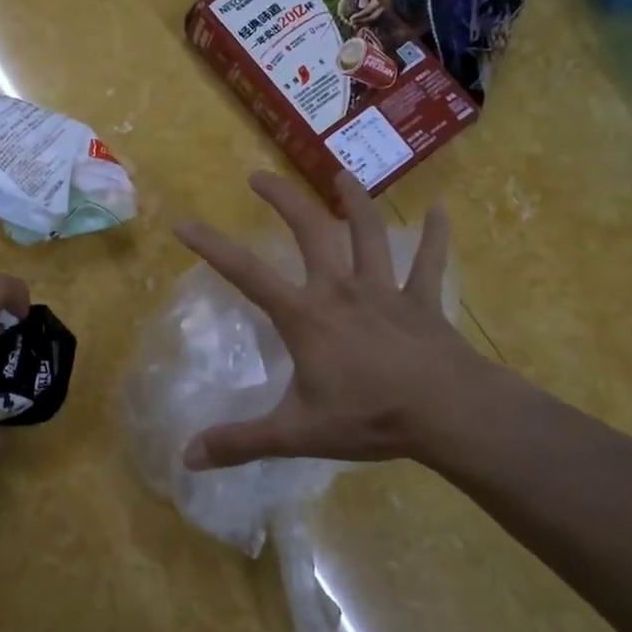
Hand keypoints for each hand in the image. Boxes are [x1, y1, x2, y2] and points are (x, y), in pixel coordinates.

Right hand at [173, 173, 487, 470]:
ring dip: (353, 201)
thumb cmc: (368, 417)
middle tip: (259, 175)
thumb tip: (187, 457)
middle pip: (310, 231)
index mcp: (305, 316)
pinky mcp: (422, 302)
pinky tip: (442, 209)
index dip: (212, 247)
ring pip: (368, 234)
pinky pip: (430, 262)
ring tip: (339, 174)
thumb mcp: (295, 433)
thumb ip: (240, 442)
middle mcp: (341, 290)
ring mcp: (385, 291)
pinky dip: (436, 236)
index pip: (246, 274)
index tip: (183, 222)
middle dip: (283, 199)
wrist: (448, 413)